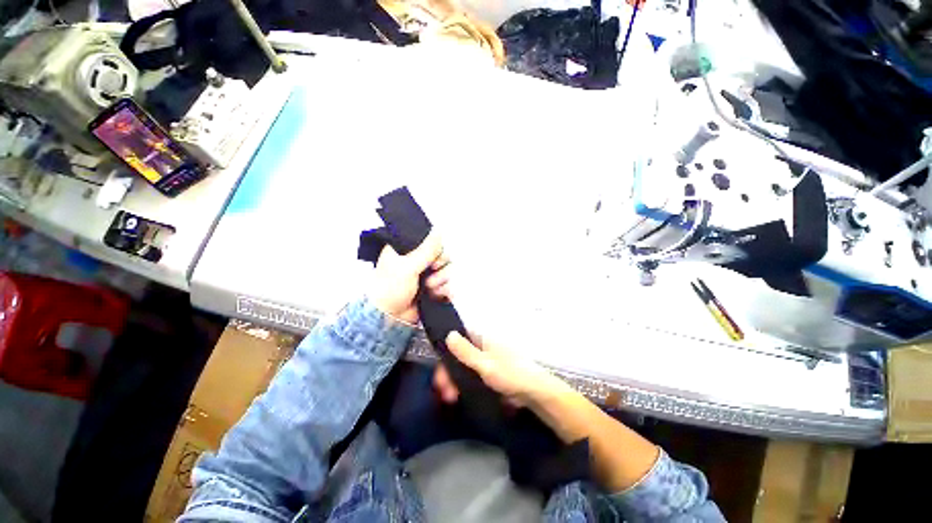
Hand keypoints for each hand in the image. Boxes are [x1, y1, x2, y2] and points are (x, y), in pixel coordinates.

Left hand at [368, 232, 450, 323]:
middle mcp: (419, 259)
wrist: (389, 317)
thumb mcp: (407, 266)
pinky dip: (445, 290)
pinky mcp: (433, 288)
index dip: (436, 249)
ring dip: (441, 281)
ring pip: (448, 270)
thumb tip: (439, 231)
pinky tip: (435, 295)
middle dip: (440, 267)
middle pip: (444, 255)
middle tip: (429, 275)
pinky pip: (449, 284)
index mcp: (408, 249)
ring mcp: (427, 274)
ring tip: (429, 289)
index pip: (432, 240)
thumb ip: (426, 250)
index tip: (432, 259)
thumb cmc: (391, 288)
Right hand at [433, 332, 569, 407]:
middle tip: (443, 392)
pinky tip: (459, 396)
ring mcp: (485, 358)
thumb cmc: (510, 374)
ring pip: (463, 366)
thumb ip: (465, 352)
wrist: (535, 392)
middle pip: (457, 354)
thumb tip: (449, 334)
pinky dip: (463, 384)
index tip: (439, 372)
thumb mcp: (485, 364)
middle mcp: (481, 344)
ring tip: (450, 398)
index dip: (445, 352)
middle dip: (448, 372)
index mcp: (481, 337)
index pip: (456, 338)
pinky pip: (471, 374)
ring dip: (454, 380)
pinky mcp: (489, 371)